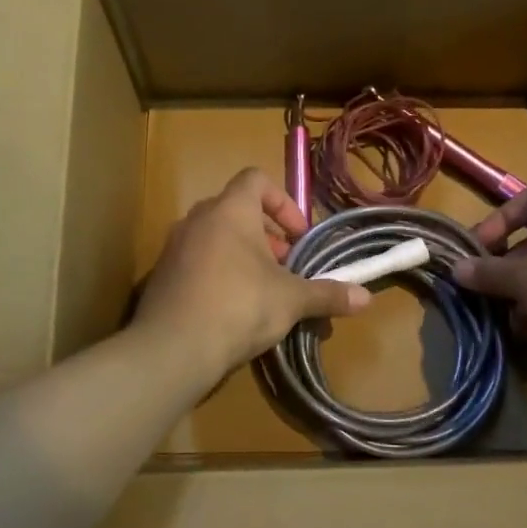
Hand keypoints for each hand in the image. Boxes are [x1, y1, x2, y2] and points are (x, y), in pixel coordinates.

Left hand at [134, 168, 369, 381]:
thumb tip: (366, 298)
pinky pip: (196, 261)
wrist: (172, 348)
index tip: (297, 236)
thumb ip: (327, 294)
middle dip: (266, 235)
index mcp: (230, 210)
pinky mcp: (161, 275)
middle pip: (236, 209)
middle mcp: (198, 218)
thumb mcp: (291, 300)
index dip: (282, 201)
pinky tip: (231, 308)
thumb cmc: (239, 306)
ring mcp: (174, 246)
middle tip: (284, 266)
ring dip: (242, 255)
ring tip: (261, 289)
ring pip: (215, 237)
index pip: (256, 179)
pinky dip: (218, 273)